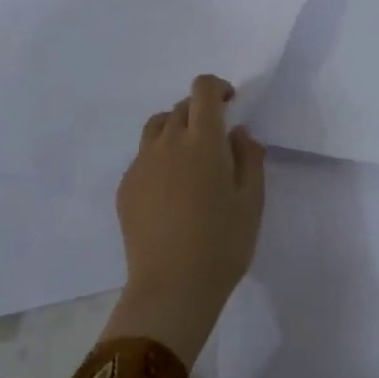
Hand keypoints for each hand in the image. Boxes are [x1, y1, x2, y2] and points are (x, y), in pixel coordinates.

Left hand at [102, 74, 265, 364]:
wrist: (171, 289)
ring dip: (176, 130)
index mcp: (203, 140)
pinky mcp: (126, 188)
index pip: (202, 90)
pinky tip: (171, 190)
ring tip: (189, 159)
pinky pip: (143, 156)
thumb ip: (249, 157)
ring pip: (157, 127)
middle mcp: (168, 142)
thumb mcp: (252, 200)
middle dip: (200, 112)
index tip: (230, 103)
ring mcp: (142, 164)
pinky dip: (159, 157)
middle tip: (215, 141)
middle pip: (181, 107)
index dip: (216, 87)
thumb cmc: (222, 243)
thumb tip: (238, 133)